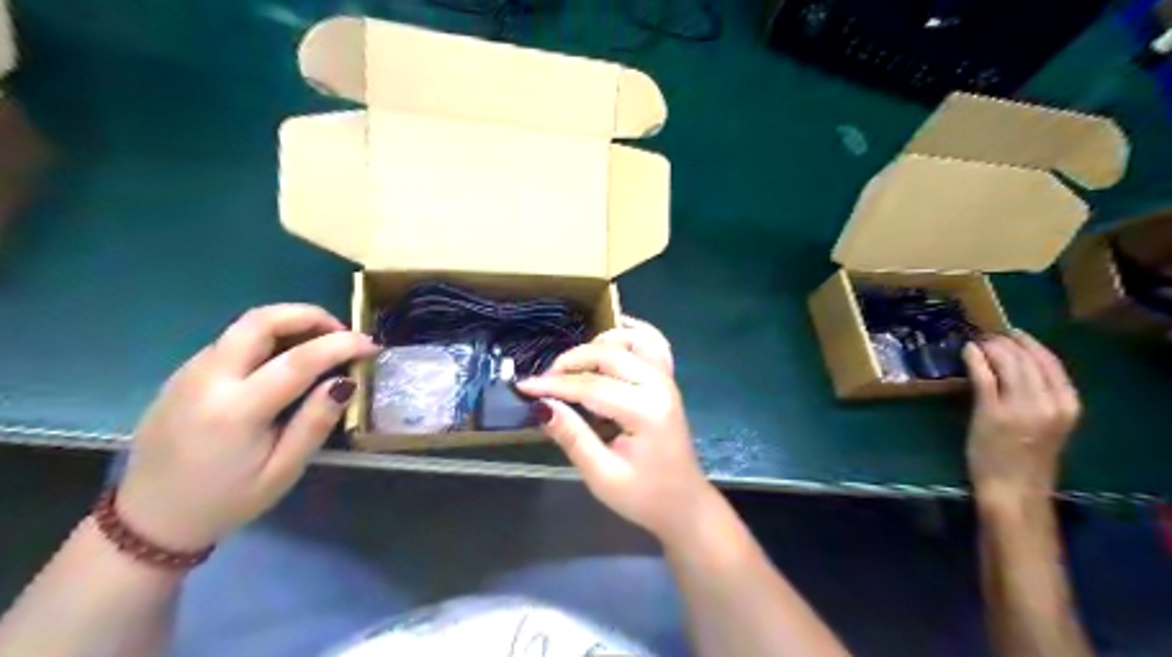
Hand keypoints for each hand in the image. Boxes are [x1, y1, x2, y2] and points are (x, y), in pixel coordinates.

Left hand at [117, 305, 377, 551]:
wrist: (149, 521)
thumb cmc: (226, 501)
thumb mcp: (283, 472)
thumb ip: (315, 423)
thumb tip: (345, 382)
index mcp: (236, 411)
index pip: (298, 360)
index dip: (342, 345)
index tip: (371, 345)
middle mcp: (208, 380)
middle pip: (260, 321)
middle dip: (309, 315)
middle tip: (341, 332)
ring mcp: (189, 373)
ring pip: (244, 326)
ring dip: (288, 323)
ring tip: (319, 345)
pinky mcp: (183, 375)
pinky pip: (231, 341)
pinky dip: (267, 338)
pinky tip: (284, 361)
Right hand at [521, 317, 714, 544]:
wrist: (683, 503)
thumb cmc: (643, 495)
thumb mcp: (602, 475)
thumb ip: (572, 436)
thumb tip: (540, 406)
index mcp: (645, 412)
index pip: (591, 386)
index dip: (554, 385)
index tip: (524, 386)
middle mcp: (659, 386)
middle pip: (610, 355)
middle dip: (572, 361)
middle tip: (546, 379)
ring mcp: (667, 379)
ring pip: (632, 340)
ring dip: (599, 344)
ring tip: (574, 364)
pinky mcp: (667, 380)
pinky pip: (652, 343)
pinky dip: (628, 335)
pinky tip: (608, 340)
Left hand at [961, 330, 1078, 501]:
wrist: (1013, 488)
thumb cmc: (1026, 459)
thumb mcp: (1048, 424)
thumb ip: (1039, 398)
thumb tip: (1016, 369)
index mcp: (1068, 405)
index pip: (1051, 363)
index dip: (1029, 344)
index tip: (1013, 334)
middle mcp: (1048, 402)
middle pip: (1028, 359)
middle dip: (1007, 342)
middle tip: (989, 334)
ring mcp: (1019, 406)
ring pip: (1007, 363)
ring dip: (991, 347)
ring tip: (978, 341)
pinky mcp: (991, 411)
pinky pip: (984, 375)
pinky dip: (975, 358)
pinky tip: (968, 351)